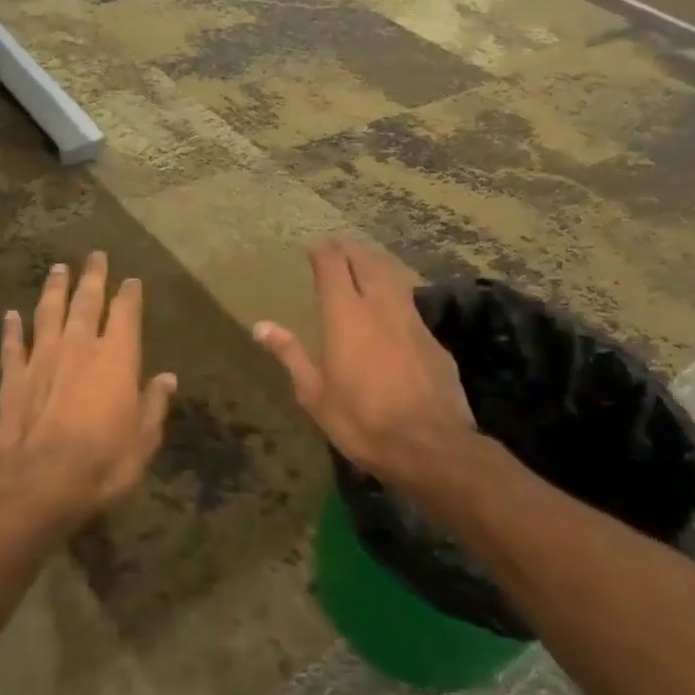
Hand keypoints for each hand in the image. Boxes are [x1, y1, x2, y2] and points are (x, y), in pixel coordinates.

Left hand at [0, 251, 176, 522]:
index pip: (125, 314)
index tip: (131, 280)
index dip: (129, 295)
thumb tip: (167, 378)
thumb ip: (154, 404)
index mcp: (116, 357)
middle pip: (86, 301)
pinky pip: (12, 345)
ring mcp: (42, 358)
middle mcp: (79, 346)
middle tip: (95, 256)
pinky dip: (11, 328)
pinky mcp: (13, 377)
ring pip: (48, 313)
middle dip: (92, 277)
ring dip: (54, 289)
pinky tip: (10, 314)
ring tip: (57, 268)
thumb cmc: (103, 461)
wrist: (40, 480)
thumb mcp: (143, 439)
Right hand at [253, 239, 477, 485]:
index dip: (323, 252)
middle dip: (351, 250)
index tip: (314, 249)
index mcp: (346, 315)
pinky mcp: (433, 340)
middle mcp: (380, 307)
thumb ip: (290, 354)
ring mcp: (412, 320)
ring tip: (365, 262)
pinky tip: (392, 306)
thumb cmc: (361, 420)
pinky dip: (396, 292)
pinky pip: (410, 302)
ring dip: (376, 263)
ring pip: (394, 277)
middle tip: (338, 247)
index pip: (334, 266)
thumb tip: (261, 326)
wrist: (429, 446)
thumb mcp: (314, 393)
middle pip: (367, 262)